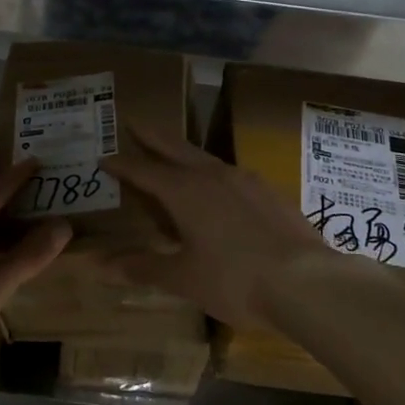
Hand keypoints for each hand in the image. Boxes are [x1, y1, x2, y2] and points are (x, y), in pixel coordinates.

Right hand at [100, 125, 337, 326]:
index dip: (121, 164)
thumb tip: (98, 265)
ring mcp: (245, 180)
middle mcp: (212, 175)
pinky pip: (231, 174)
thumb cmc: (235, 280)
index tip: (103, 157)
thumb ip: (142, 268)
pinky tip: (219, 187)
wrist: (307, 282)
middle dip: (151, 136)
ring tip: (173, 153)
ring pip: (205, 157)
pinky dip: (212, 172)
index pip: (143, 171)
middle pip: (174, 148)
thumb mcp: (183, 278)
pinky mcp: (269, 192)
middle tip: (134, 121)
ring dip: (183, 151)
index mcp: (184, 191)